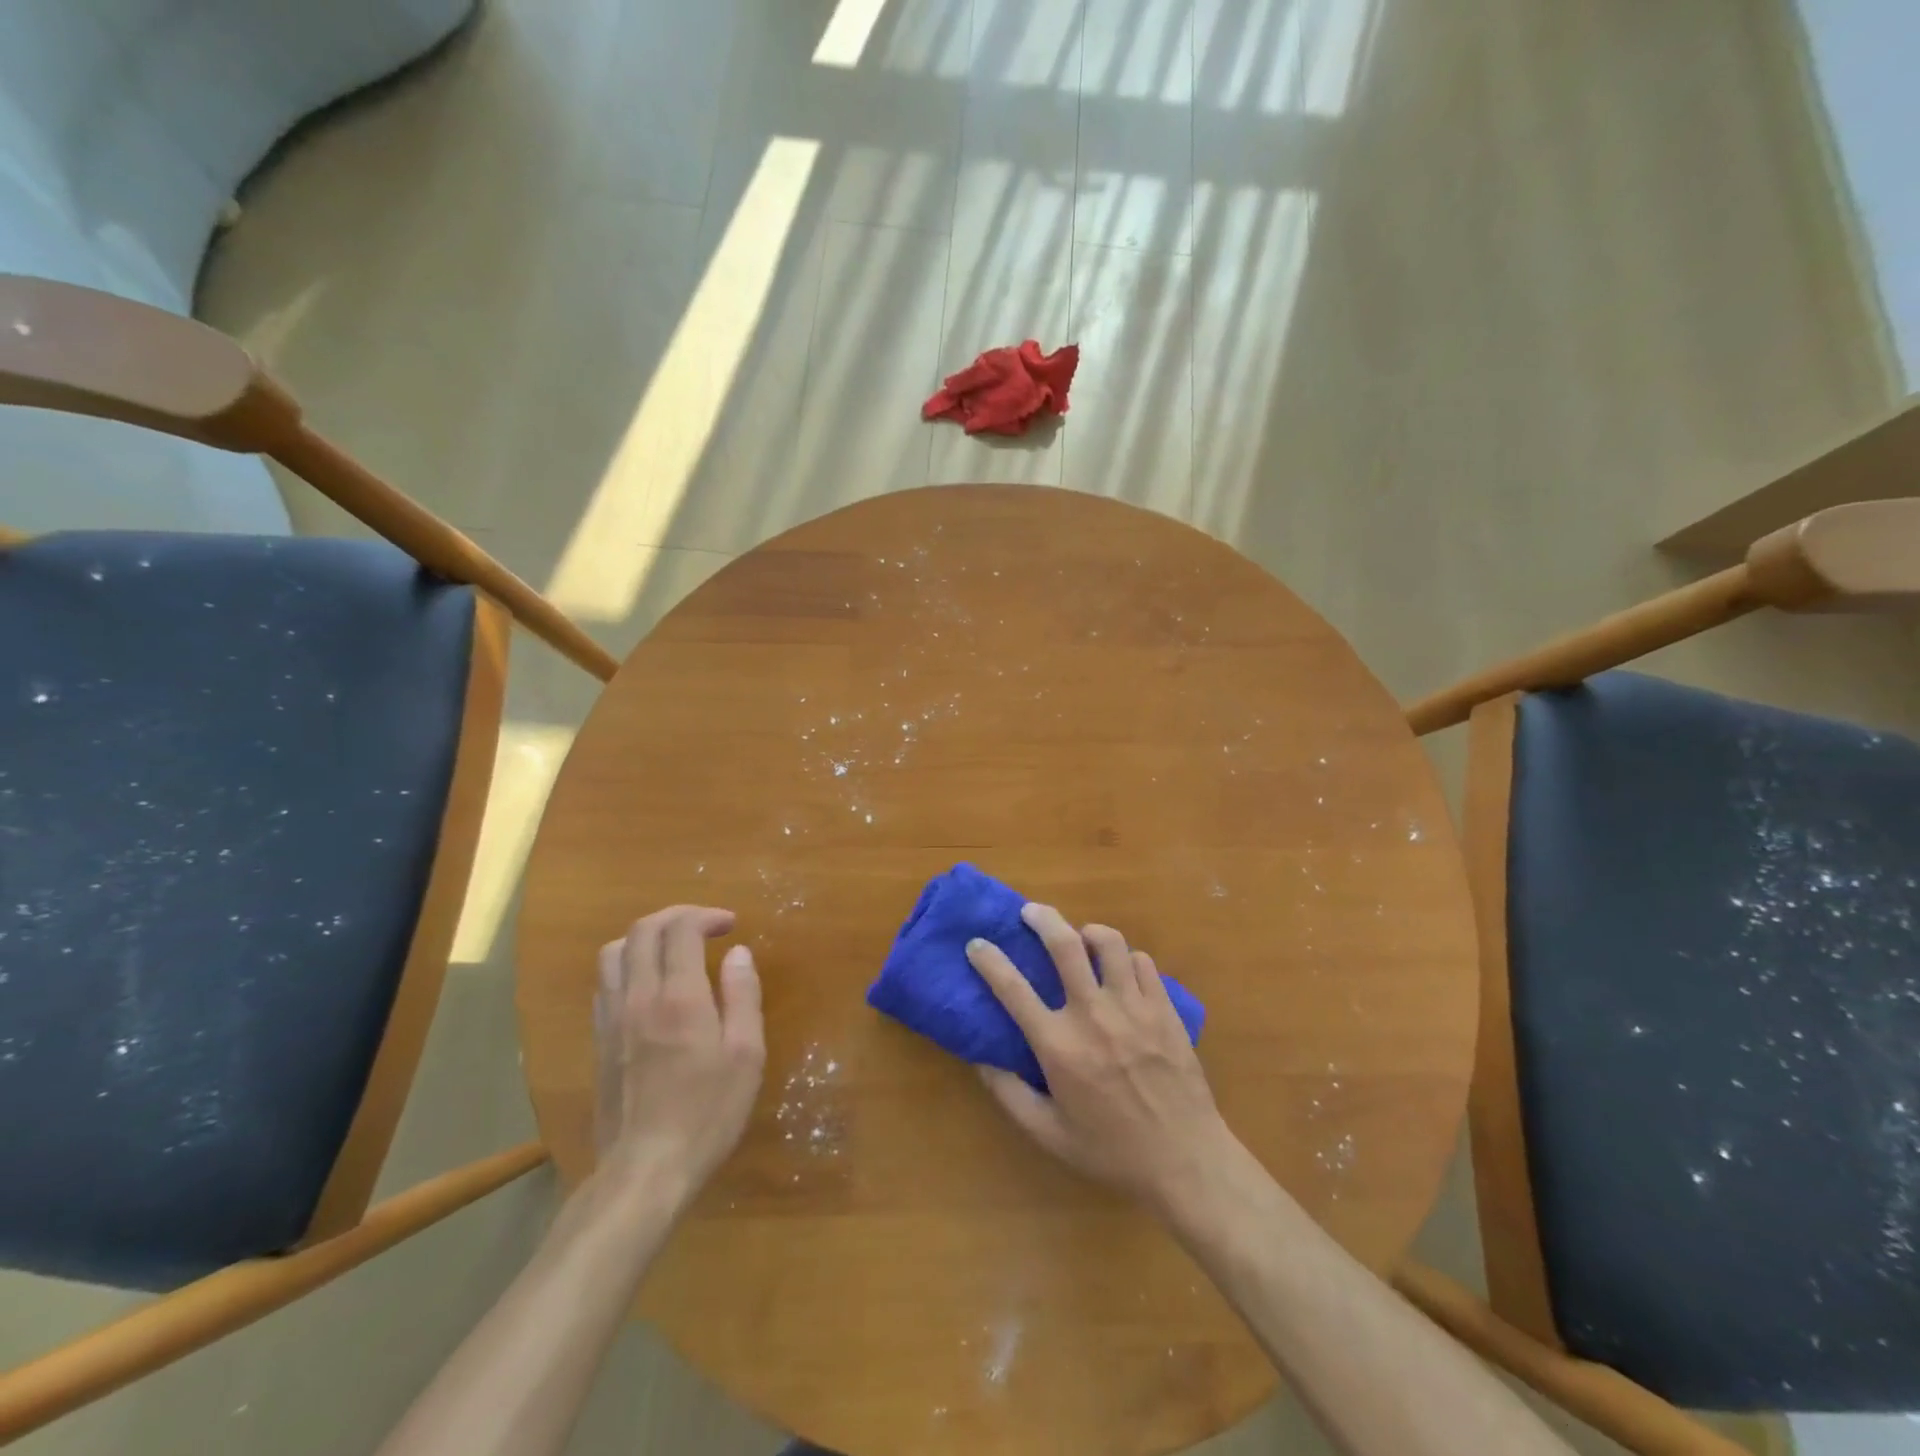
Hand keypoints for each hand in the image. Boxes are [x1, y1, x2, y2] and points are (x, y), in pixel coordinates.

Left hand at [592, 906, 764, 1201]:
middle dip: (676, 916)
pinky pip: (605, 984)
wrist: (645, 1169)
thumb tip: (738, 953)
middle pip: (642, 930)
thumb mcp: (746, 1055)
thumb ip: (743, 996)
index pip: (680, 930)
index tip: (730, 926)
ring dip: (645, 938)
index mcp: (679, 997)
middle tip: (704, 927)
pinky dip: (628, 966)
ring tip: (673, 950)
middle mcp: (639, 997)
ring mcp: (612, 1019)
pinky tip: (649, 986)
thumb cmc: (707, 1112)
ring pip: (613, 952)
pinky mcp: (598, 1041)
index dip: (706, 916)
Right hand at [966, 904, 1235, 1218]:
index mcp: (1059, 1046)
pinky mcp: (1165, 1009)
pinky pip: (1143, 962)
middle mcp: (1093, 1015)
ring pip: (1110, 943)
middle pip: (1065, 944)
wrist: (1185, 1161)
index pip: (1013, 989)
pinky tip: (1121, 972)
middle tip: (1030, 912)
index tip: (976, 944)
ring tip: (1081, 938)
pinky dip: (1127, 959)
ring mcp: (1134, 1008)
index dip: (989, 961)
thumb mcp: (1048, 1134)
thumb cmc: (1111, 1151)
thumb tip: (981, 1059)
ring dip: (1089, 932)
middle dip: (1042, 918)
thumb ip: (1009, 1094)